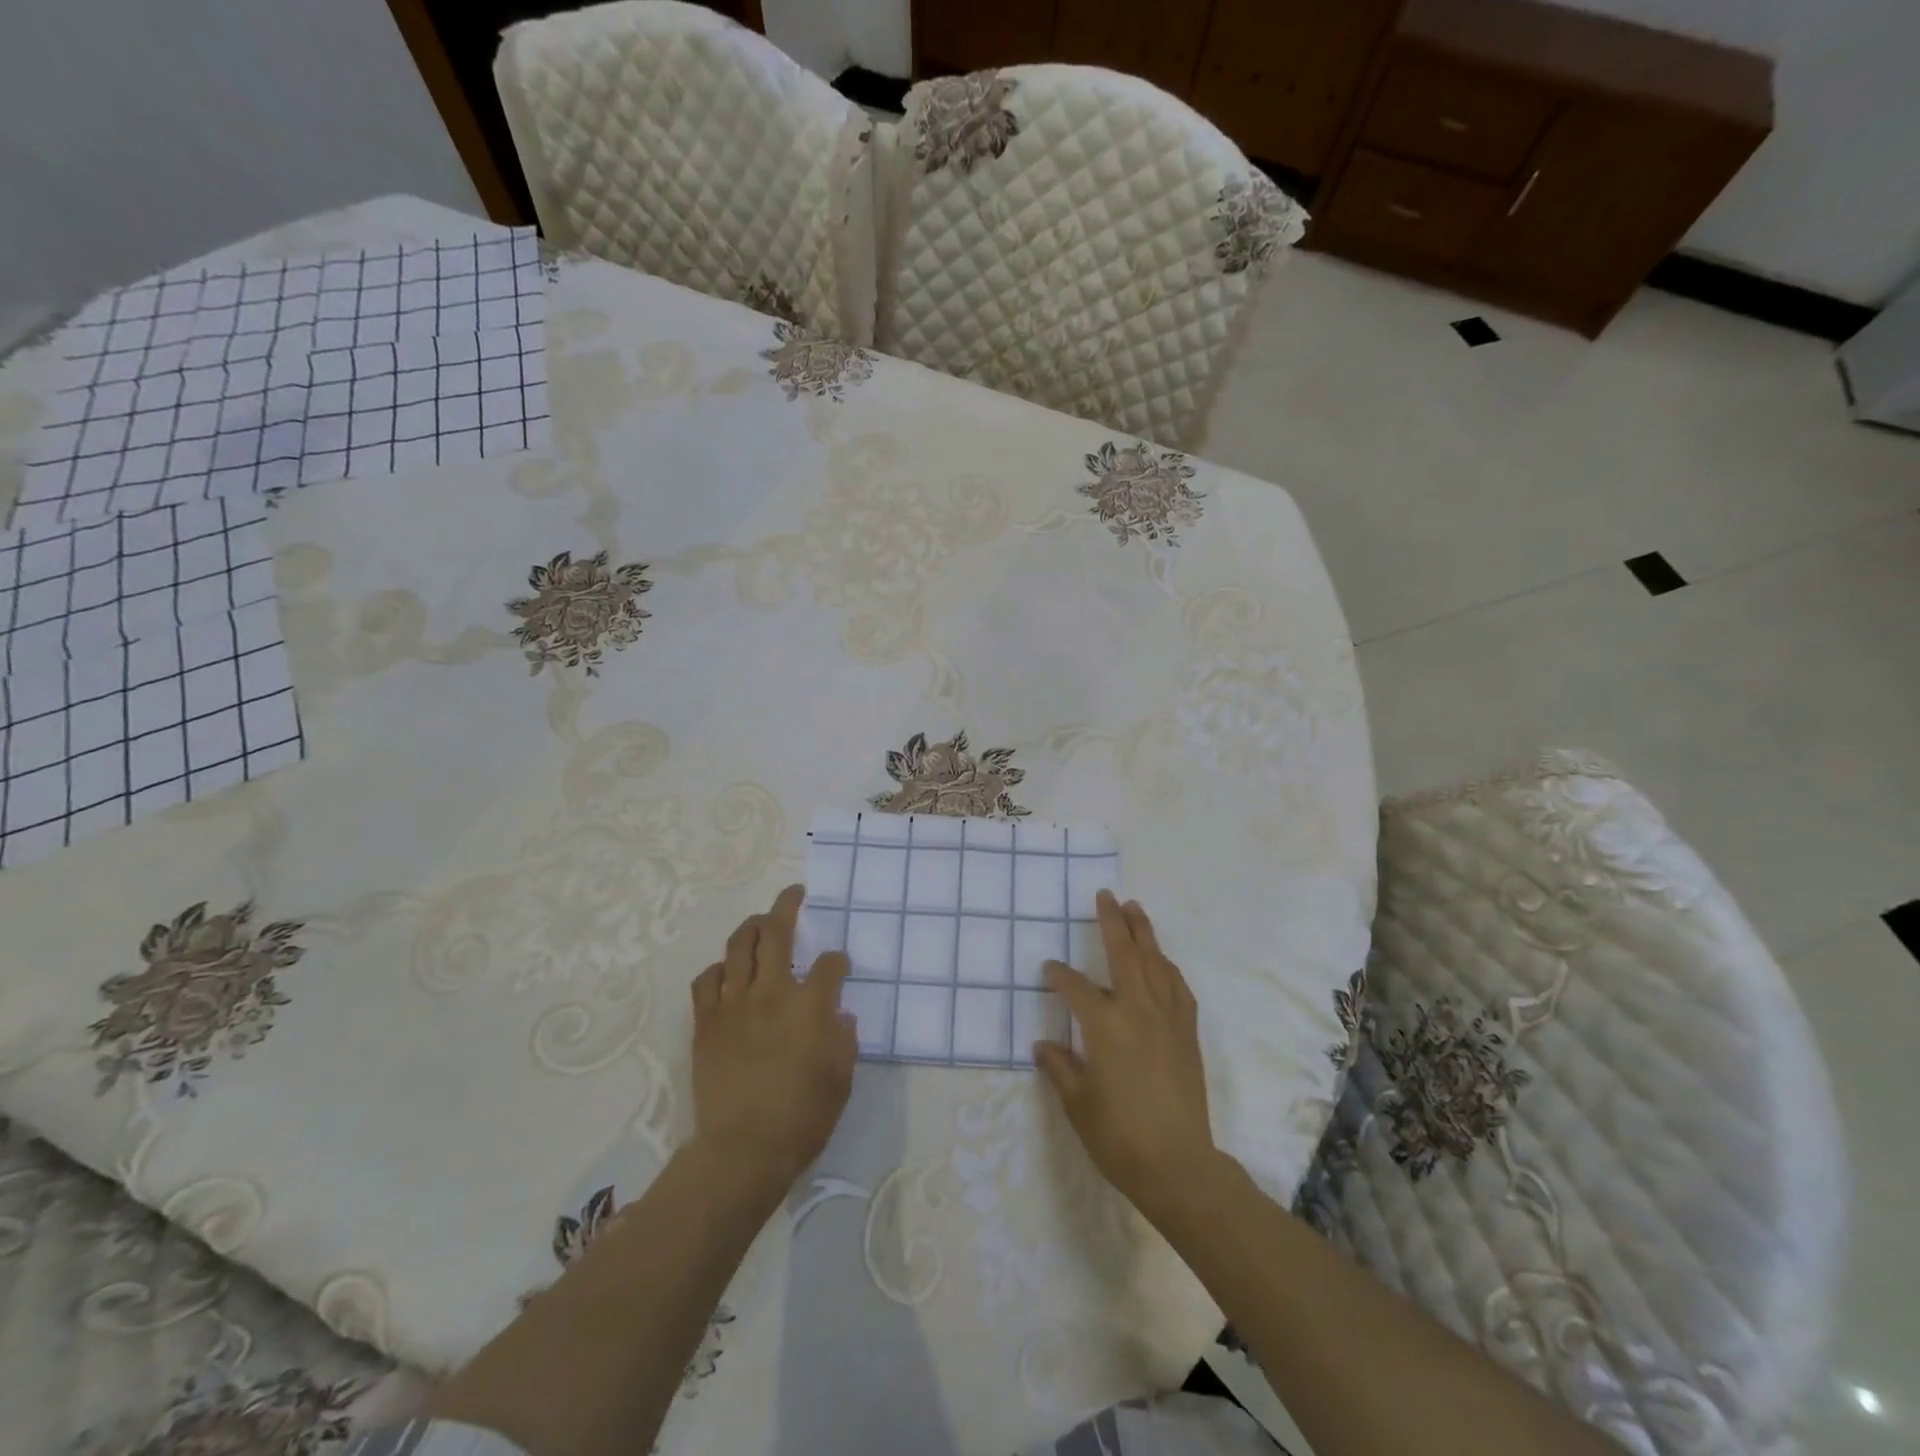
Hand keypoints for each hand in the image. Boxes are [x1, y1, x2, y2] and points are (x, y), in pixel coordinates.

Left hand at [689, 885, 855, 1199]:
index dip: (838, 960)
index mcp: (811, 1006)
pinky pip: (708, 980)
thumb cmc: (802, 1118)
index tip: (840, 967)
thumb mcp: (841, 1079)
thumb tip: (839, 1015)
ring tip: (761, 920)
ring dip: (752, 926)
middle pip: (777, 933)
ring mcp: (734, 1004)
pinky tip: (728, 971)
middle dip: (787, 906)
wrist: (742, 1150)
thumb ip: (844, 1039)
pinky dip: (719, 968)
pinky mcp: (707, 1022)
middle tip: (794, 894)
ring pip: (739, 946)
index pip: (830, 964)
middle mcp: (772, 993)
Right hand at [1034, 891, 1215, 1220]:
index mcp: (1105, 1026)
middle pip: (1124, 954)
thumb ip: (1060, 1067)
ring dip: (1144, 933)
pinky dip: (1168, 967)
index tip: (1048, 969)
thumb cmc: (1119, 1136)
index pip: (1076, 987)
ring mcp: (1168, 1020)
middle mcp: (1138, 1011)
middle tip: (1106, 895)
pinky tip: (1163, 962)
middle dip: (1113, 922)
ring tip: (1136, 909)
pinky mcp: (1188, 1034)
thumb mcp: (1077, 1104)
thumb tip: (1043, 1044)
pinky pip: (1179, 988)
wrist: (1178, 1166)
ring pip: (1156, 963)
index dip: (1059, 976)